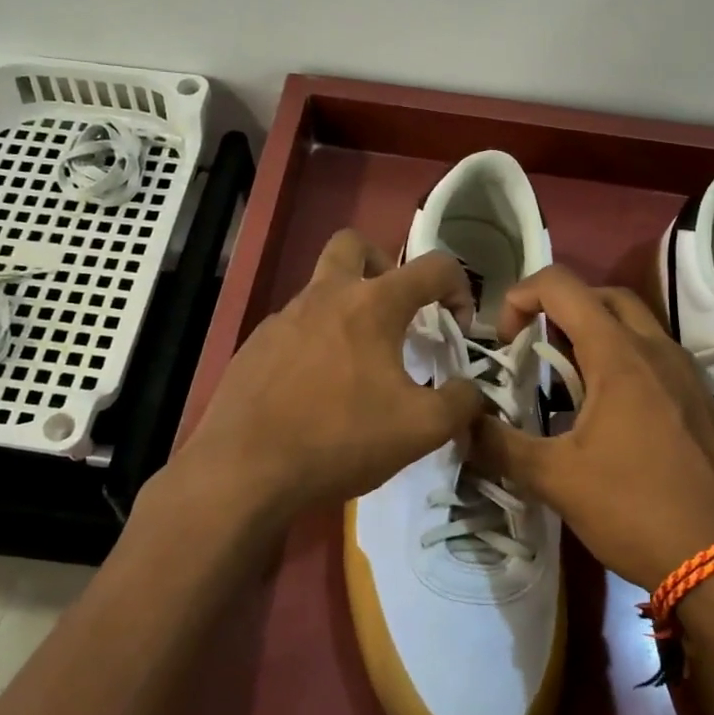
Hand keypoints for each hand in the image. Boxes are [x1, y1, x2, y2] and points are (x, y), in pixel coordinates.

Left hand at [178, 229, 483, 521]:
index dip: (459, 288)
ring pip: (321, 287)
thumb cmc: (340, 439)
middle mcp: (325, 295)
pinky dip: (316, 342)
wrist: (244, 469)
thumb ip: (460, 403)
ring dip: (348, 308)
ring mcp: (283, 318)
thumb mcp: (421, 430)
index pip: (432, 266)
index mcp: (372, 303)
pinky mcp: (255, 346)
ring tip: (360, 363)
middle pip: (355, 245)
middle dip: (385, 266)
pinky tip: (318, 390)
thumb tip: (469, 390)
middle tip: (397, 311)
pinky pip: (294, 327)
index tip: (458, 327)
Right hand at [470, 265, 713, 592]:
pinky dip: (621, 360)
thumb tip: (461, 427)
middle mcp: (657, 350)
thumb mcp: (556, 479)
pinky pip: (655, 356)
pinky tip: (606, 413)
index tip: (505, 341)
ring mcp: (686, 374)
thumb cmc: (635, 510)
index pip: (563, 287)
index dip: (521, 296)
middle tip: (534, 348)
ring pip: (634, 325)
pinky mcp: (700, 401)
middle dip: (559, 308)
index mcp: (620, 356)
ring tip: (565, 381)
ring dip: (593, 334)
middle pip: (603, 297)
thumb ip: (500, 446)